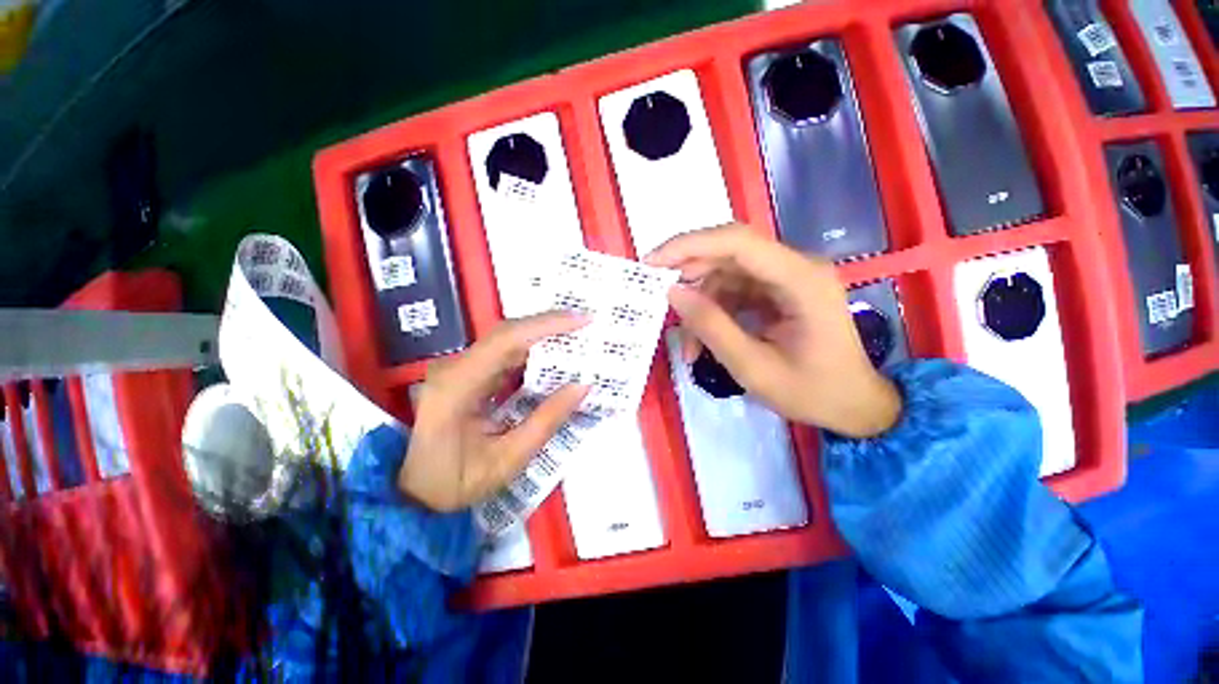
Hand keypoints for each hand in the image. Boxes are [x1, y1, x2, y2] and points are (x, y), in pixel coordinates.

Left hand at [398, 312, 590, 511]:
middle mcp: (456, 366)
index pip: (507, 340)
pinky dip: (533, 352)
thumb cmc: (454, 482)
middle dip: (551, 326)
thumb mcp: (506, 460)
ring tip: (577, 339)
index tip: (584, 320)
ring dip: (543, 337)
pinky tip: (553, 358)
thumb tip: (583, 386)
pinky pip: (505, 354)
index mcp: (459, 384)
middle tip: (587, 327)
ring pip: (508, 340)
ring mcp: (459, 367)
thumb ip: (546, 421)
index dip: (548, 325)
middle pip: (509, 333)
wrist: (411, 493)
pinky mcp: (467, 373)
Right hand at [645, 223, 900, 437]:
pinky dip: (713, 311)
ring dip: (700, 302)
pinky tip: (702, 340)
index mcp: (801, 279)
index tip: (652, 262)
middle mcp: (796, 267)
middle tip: (657, 295)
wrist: (855, 406)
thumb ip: (712, 327)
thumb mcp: (754, 367)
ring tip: (687, 343)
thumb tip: (673, 292)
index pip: (738, 242)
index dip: (689, 245)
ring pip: (726, 274)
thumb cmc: (813, 392)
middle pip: (730, 252)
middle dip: (688, 272)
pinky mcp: (778, 292)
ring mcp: (787, 278)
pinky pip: (734, 290)